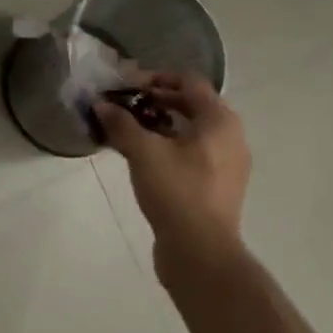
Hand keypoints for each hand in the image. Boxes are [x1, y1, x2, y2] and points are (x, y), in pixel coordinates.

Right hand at [96, 73, 249, 277]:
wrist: (201, 255)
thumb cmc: (177, 192)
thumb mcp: (143, 152)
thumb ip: (121, 123)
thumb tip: (101, 104)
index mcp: (220, 121)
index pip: (189, 81)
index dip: (156, 78)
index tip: (127, 86)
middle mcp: (231, 136)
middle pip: (192, 104)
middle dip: (157, 100)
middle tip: (125, 105)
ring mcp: (228, 163)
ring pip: (192, 130)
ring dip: (161, 123)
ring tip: (130, 129)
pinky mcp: (219, 185)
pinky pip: (194, 152)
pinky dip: (170, 145)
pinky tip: (144, 156)